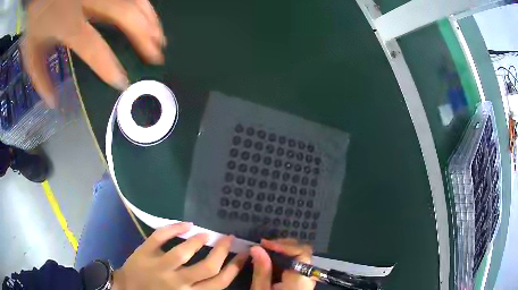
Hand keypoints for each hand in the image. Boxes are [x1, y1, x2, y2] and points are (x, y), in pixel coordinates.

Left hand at [22, 0, 164, 107]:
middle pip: (123, 14)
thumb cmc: (34, 19)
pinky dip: (142, 2)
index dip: (109, 65)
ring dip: (149, 17)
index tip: (123, 82)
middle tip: (156, 54)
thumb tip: (53, 103)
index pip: (93, 46)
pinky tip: (149, 13)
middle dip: (142, 35)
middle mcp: (88, 0)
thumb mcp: (31, 50)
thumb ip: (40, 78)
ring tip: (159, 36)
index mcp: (67, 22)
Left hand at [112, 223, 247, 289]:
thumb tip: (221, 273)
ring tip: (207, 234)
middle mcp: (177, 282)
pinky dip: (173, 227)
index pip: (219, 282)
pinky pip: (160, 236)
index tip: (243, 254)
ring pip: (184, 251)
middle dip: (222, 250)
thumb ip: (200, 289)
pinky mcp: (144, 252)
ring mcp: (159, 266)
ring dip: (199, 239)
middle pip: (208, 266)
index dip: (235, 267)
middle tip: (229, 238)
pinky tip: (186, 224)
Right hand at [250, 239, 315, 289]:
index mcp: (301, 277)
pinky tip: (269, 263)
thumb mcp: (262, 289)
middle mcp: (308, 275)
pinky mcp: (301, 281)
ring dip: (281, 253)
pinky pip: (295, 266)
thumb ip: (261, 270)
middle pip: (301, 251)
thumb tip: (256, 248)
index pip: (301, 251)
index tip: (264, 244)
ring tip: (263, 253)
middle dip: (282, 246)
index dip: (283, 245)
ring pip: (298, 258)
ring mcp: (307, 278)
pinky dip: (282, 261)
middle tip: (263, 246)